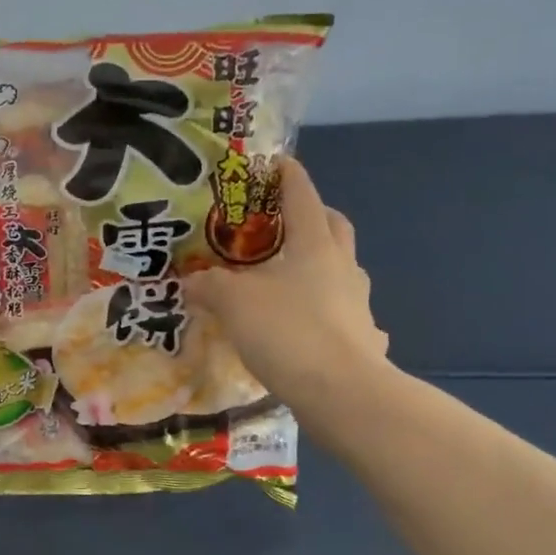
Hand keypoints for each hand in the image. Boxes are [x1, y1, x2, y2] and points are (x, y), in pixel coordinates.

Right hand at [183, 159, 388, 406]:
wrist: (342, 393)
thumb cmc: (287, 330)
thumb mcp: (234, 302)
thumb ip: (210, 286)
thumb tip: (190, 280)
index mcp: (314, 245)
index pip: (302, 196)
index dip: (289, 176)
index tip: (278, 162)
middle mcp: (342, 267)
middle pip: (334, 227)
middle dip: (314, 216)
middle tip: (284, 222)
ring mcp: (359, 304)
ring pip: (343, 270)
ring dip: (322, 265)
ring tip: (292, 279)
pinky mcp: (364, 339)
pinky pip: (348, 316)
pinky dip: (331, 314)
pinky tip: (315, 330)